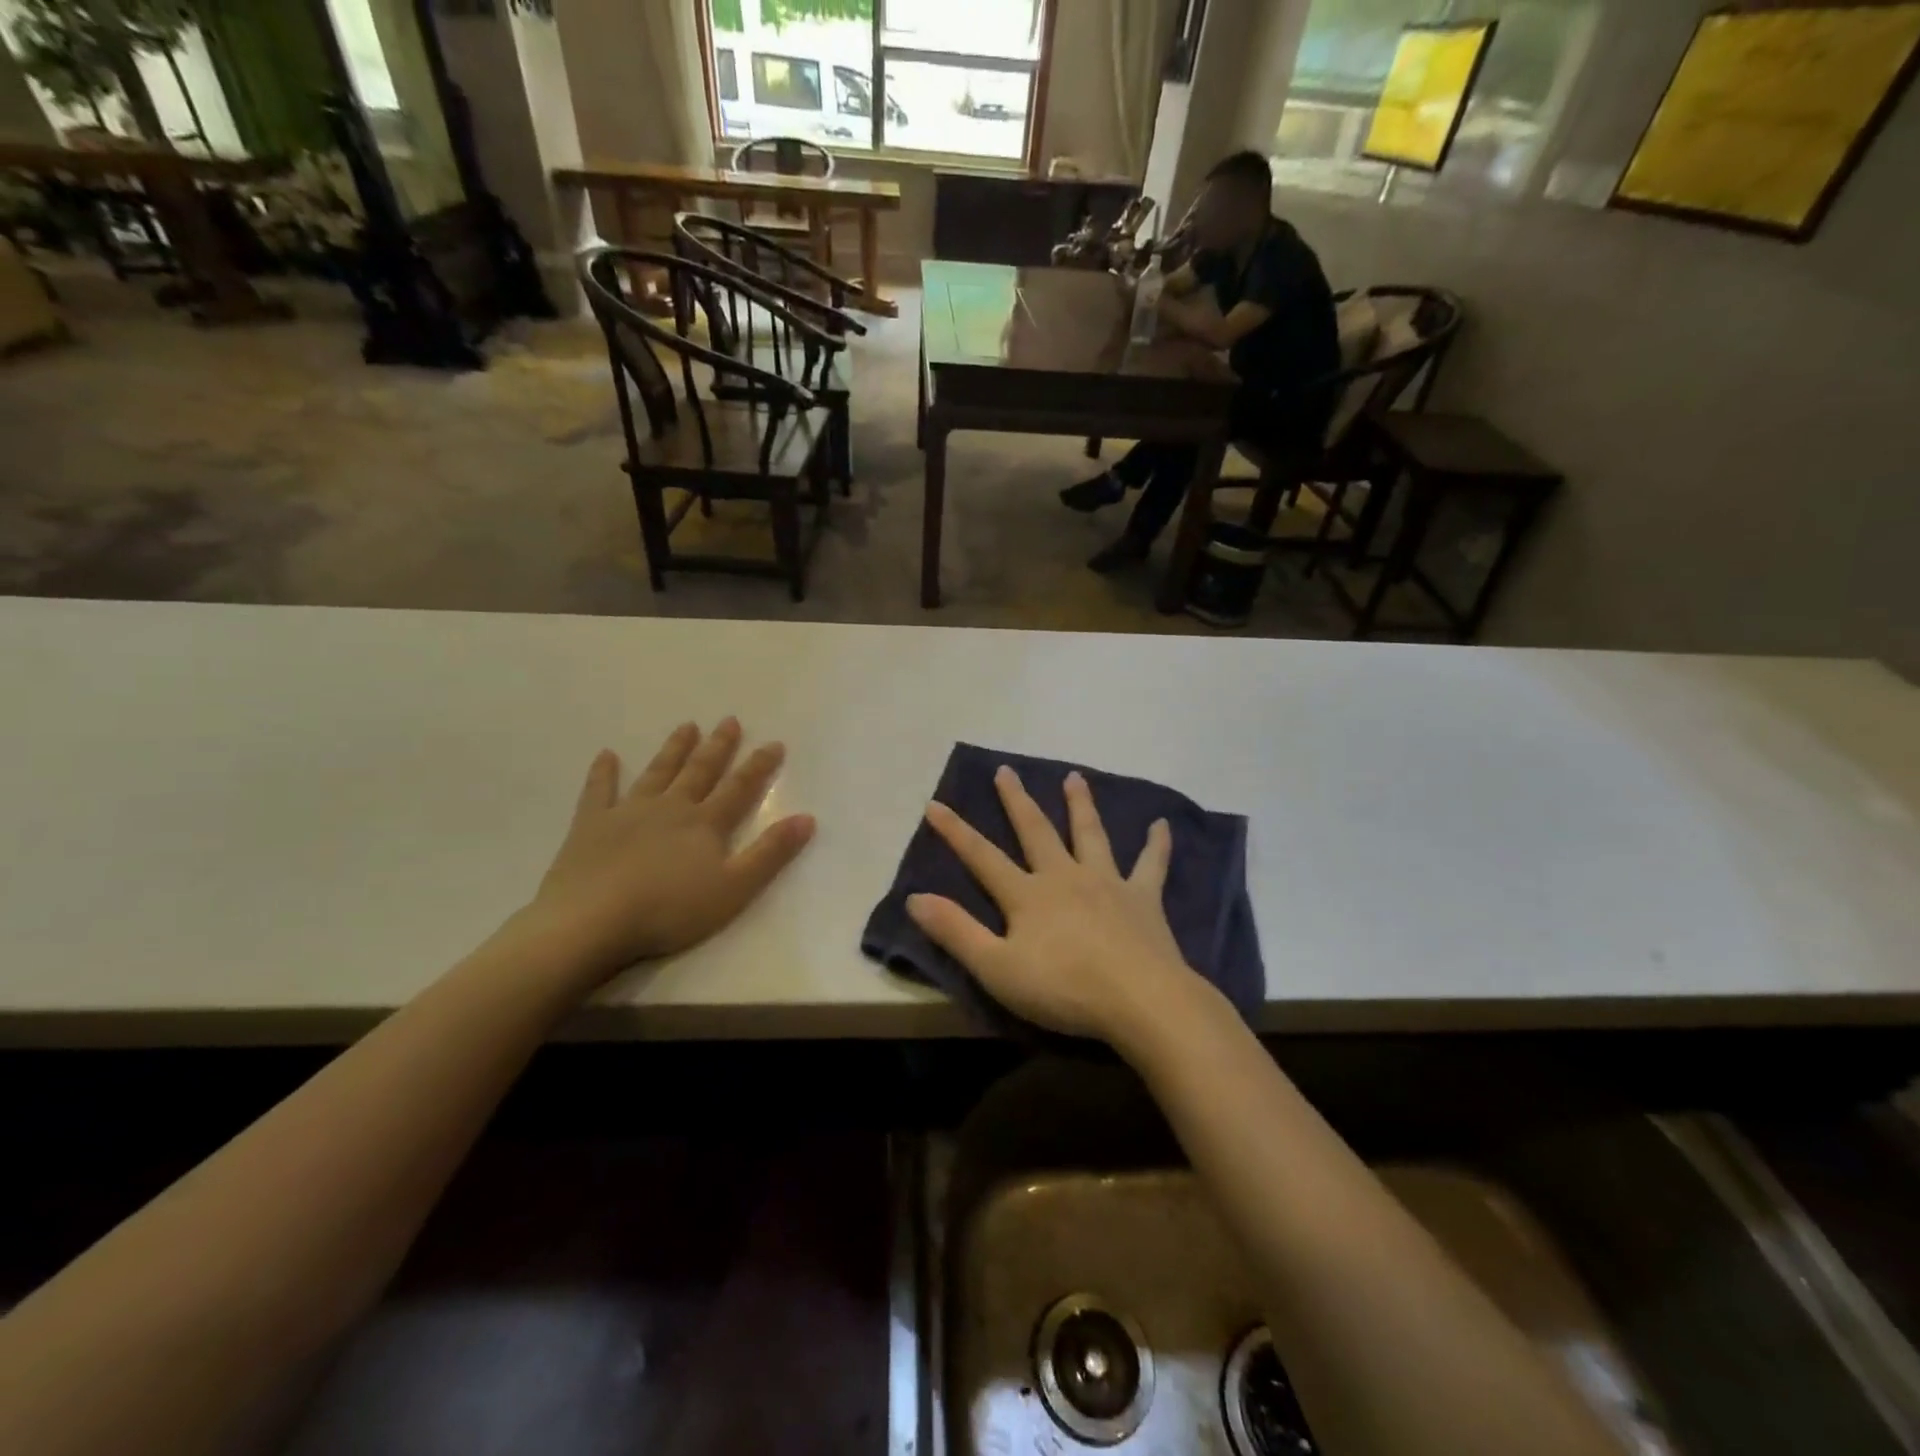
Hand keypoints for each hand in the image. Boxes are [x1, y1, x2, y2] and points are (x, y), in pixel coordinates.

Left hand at [524, 719, 814, 984]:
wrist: (593, 920)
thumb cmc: (670, 910)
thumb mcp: (734, 888)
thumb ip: (770, 853)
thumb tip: (807, 818)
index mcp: (705, 824)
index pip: (739, 788)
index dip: (759, 766)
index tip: (774, 743)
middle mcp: (671, 807)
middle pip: (699, 771)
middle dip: (717, 746)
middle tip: (729, 721)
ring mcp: (628, 812)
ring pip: (657, 773)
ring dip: (674, 749)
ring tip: (686, 726)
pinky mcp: (591, 825)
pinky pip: (599, 791)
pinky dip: (603, 773)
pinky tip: (606, 755)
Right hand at [906, 766, 1196, 1041]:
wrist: (1140, 1000)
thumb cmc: (1064, 988)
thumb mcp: (997, 968)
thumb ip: (956, 931)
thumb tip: (914, 897)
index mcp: (1028, 895)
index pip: (982, 856)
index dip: (955, 831)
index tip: (934, 803)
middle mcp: (1065, 876)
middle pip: (1036, 830)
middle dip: (1017, 800)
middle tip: (1007, 770)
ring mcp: (1107, 883)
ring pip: (1090, 834)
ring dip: (1080, 805)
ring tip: (1074, 777)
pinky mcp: (1143, 898)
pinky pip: (1151, 865)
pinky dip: (1156, 844)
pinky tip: (1162, 825)